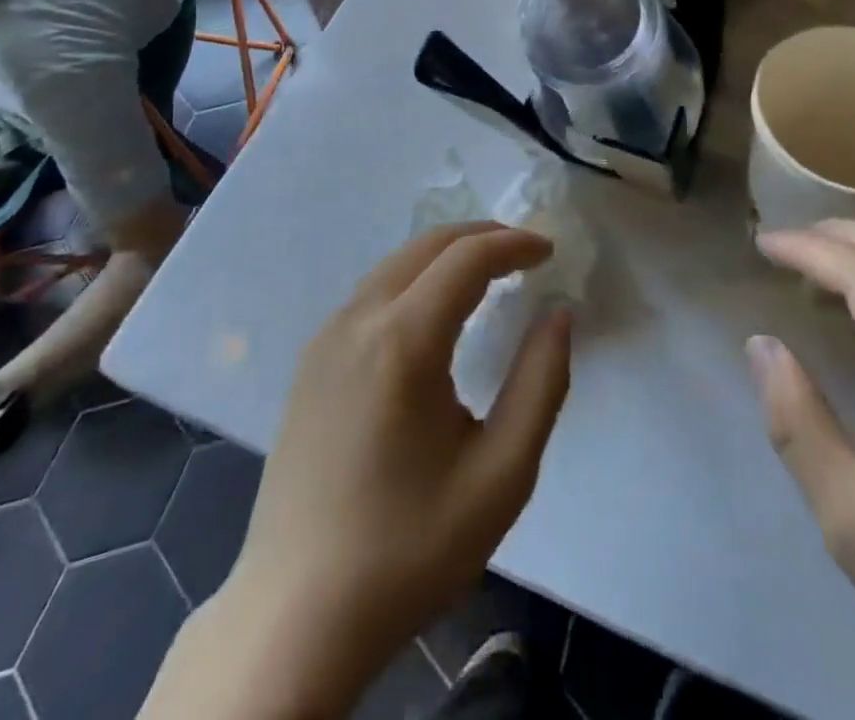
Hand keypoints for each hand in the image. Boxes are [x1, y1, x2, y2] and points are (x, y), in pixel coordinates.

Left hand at [149, 222, 571, 719]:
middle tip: (525, 253)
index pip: (467, 259)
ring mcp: (326, 338)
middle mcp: (357, 321)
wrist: (296, 617)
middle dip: (482, 237)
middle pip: (427, 246)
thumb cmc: (409, 549)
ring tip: (490, 273)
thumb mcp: (501, 475)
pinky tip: (435, 311)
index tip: (549, 251)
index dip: (513, 244)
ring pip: (396, 264)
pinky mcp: (311, 361)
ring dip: (446, 255)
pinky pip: (372, 293)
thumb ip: (541, 383)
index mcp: (402, 342)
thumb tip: (558, 315)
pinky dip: (415, 278)